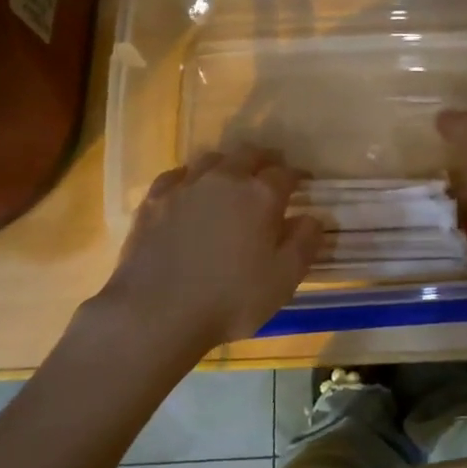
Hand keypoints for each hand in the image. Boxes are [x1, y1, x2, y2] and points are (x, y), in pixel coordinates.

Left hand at [97, 147, 322, 351]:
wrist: (155, 313)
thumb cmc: (230, 299)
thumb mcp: (284, 280)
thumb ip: (305, 243)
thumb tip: (312, 218)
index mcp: (260, 195)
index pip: (286, 173)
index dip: (298, 176)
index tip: (304, 184)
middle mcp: (225, 179)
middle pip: (249, 154)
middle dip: (265, 160)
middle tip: (271, 173)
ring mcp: (186, 186)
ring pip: (212, 159)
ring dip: (228, 165)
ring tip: (231, 181)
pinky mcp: (154, 200)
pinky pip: (177, 175)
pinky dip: (190, 178)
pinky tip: (190, 191)